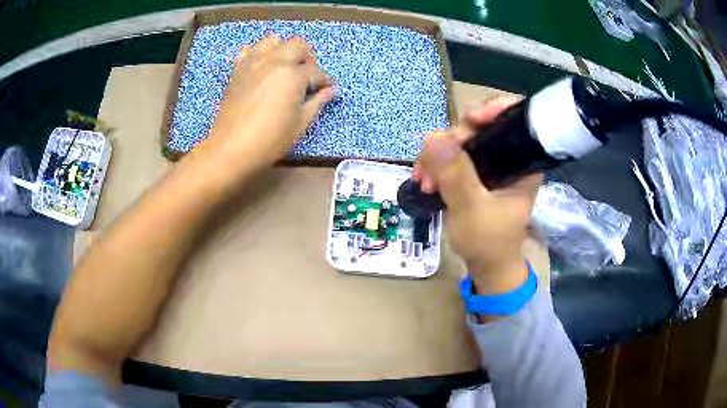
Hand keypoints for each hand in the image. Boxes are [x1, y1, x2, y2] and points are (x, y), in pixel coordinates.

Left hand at [198, 35, 334, 177]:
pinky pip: (248, 50)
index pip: (316, 71)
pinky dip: (257, 53)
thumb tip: (332, 91)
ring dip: (283, 49)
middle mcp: (274, 61)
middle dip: (307, 57)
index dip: (325, 81)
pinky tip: (260, 66)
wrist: (230, 149)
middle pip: (298, 44)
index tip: (327, 89)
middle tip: (307, 76)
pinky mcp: (237, 70)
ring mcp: (253, 63)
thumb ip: (317, 102)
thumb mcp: (300, 124)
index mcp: (293, 75)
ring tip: (284, 66)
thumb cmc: (269, 140)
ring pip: (273, 40)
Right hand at [413, 98, 540, 293]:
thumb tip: (434, 135)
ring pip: (464, 142)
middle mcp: (510, 158)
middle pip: (483, 127)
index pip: (515, 119)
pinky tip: (424, 179)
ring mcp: (492, 165)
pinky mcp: (477, 174)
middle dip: (453, 141)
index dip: (493, 110)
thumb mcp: (471, 210)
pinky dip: (438, 164)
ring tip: (423, 179)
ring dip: (439, 155)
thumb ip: (455, 175)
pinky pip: (455, 156)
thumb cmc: (488, 243)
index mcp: (523, 163)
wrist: (486, 267)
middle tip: (431, 162)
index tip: (469, 121)